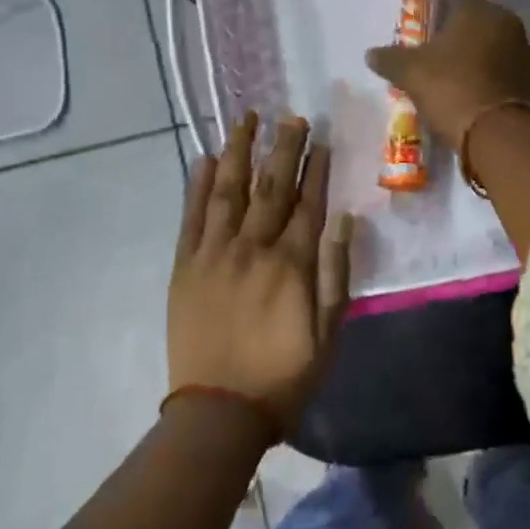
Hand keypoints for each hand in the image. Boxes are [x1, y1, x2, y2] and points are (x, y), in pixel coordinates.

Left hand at [168, 113, 352, 434]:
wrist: (218, 412)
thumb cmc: (284, 375)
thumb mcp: (328, 332)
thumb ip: (336, 273)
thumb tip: (344, 219)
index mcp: (291, 265)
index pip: (308, 204)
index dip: (316, 169)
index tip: (322, 138)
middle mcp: (252, 249)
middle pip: (270, 187)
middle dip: (283, 148)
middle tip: (292, 116)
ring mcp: (213, 255)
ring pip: (228, 191)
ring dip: (238, 152)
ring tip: (245, 119)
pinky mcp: (185, 267)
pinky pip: (191, 217)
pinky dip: (196, 186)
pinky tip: (203, 159)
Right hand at [365, 0, 529, 150]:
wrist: (501, 134)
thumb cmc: (453, 89)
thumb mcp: (411, 74)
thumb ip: (391, 59)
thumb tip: (371, 54)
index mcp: (480, 10)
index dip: (443, 14)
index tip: (429, 36)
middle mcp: (508, 24)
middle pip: (481, 24)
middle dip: (463, 38)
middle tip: (439, 60)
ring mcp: (526, 53)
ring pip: (497, 49)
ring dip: (481, 60)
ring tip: (457, 83)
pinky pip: (508, 74)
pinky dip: (494, 81)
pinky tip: (477, 99)